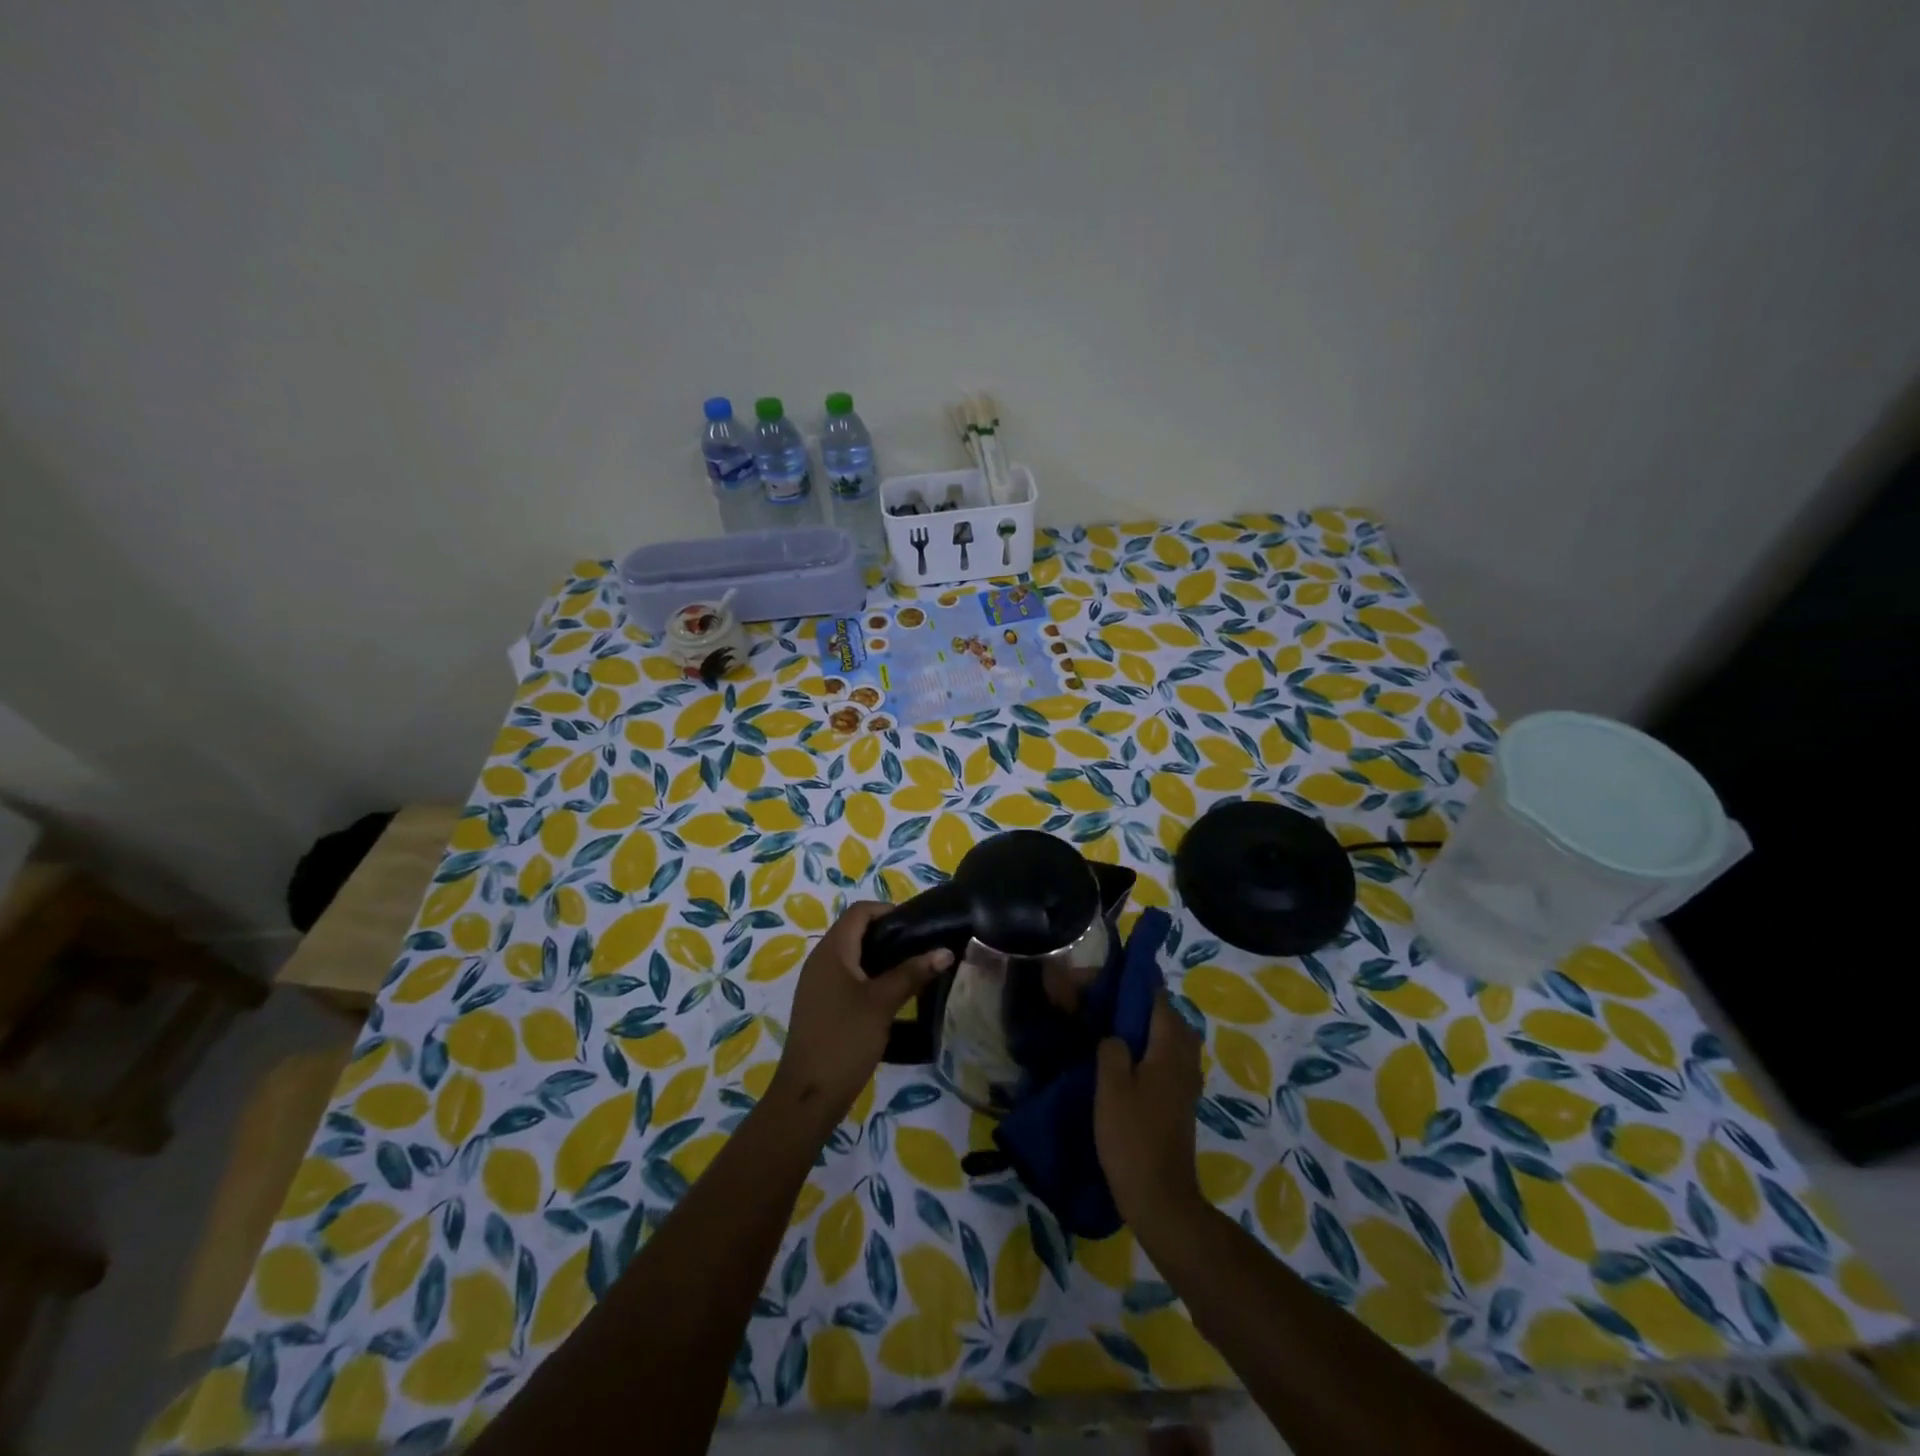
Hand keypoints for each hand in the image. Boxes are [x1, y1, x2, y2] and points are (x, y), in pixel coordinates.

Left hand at [768, 902, 951, 1131]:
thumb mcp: (882, 1003)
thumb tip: (945, 950)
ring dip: (880, 957)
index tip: (918, 925)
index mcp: (831, 951)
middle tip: (921, 947)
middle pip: (855, 931)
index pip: (859, 912)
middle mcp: (820, 960)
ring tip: (912, 969)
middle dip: (888, 934)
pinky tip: (891, 995)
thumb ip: (913, 973)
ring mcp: (817, 984)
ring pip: (852, 956)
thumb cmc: (845, 1039)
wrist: (808, 1095)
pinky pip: (846, 977)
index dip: (888, 910)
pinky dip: (869, 977)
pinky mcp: (820, 1005)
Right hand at [1095, 992, 1205, 1232]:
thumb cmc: (1133, 1138)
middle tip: (1094, 1005)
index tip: (1097, 982)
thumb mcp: (1111, 1086)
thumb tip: (1114, 1033)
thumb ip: (1112, 1047)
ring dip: (1135, 1026)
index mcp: (1171, 1045)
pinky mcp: (1179, 1097)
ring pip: (1162, 1034)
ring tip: (1100, 1029)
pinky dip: (1142, 1048)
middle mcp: (1185, 1055)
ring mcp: (1186, 1078)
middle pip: (1161, 1012)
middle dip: (1129, 1002)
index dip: (1126, 982)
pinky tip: (1116, 1061)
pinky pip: (1163, 1056)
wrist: (1160, 1198)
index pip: (1154, 994)